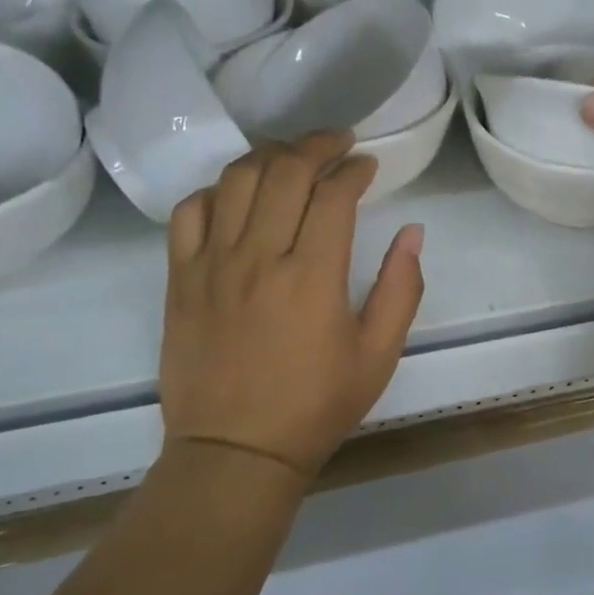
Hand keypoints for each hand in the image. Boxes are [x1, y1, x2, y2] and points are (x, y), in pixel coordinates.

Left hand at [159, 132, 424, 479]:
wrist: (236, 451)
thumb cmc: (315, 406)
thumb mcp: (378, 355)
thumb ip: (401, 289)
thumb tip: (412, 232)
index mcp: (312, 277)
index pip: (333, 194)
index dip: (353, 169)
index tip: (366, 165)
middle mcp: (259, 257)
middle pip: (284, 172)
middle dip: (316, 145)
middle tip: (336, 142)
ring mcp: (212, 265)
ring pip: (235, 180)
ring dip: (267, 156)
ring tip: (290, 156)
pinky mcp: (180, 278)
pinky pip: (189, 212)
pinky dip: (215, 190)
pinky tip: (235, 195)